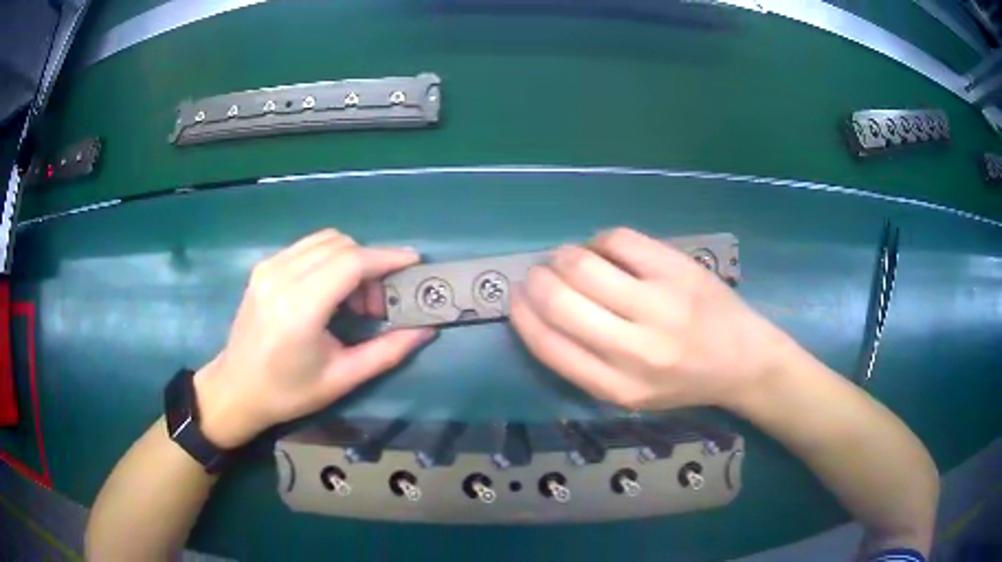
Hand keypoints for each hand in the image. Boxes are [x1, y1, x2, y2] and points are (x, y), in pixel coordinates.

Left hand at [193, 230, 434, 448]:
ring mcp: (268, 267)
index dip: (386, 258)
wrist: (237, 388)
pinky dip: (329, 259)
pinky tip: (329, 291)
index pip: (351, 263)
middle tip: (376, 303)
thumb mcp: (342, 379)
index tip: (413, 263)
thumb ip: (386, 352)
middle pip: (341, 245)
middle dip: (370, 265)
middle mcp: (281, 277)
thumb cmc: (288, 392)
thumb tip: (425, 330)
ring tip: (353, 299)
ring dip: (350, 259)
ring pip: (325, 240)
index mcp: (299, 309)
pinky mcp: (263, 266)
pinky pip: (307, 247)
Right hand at [510, 227, 794, 410]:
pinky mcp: (678, 270)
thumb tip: (539, 309)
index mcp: (616, 387)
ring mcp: (659, 305)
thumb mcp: (629, 394)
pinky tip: (606, 251)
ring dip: (563, 256)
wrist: (742, 360)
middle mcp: (635, 350)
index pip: (548, 344)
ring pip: (584, 264)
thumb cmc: (682, 381)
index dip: (523, 314)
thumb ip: (584, 363)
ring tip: (569, 259)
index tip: (517, 297)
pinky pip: (617, 240)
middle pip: (560, 300)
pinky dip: (600, 242)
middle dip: (537, 279)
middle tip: (539, 273)